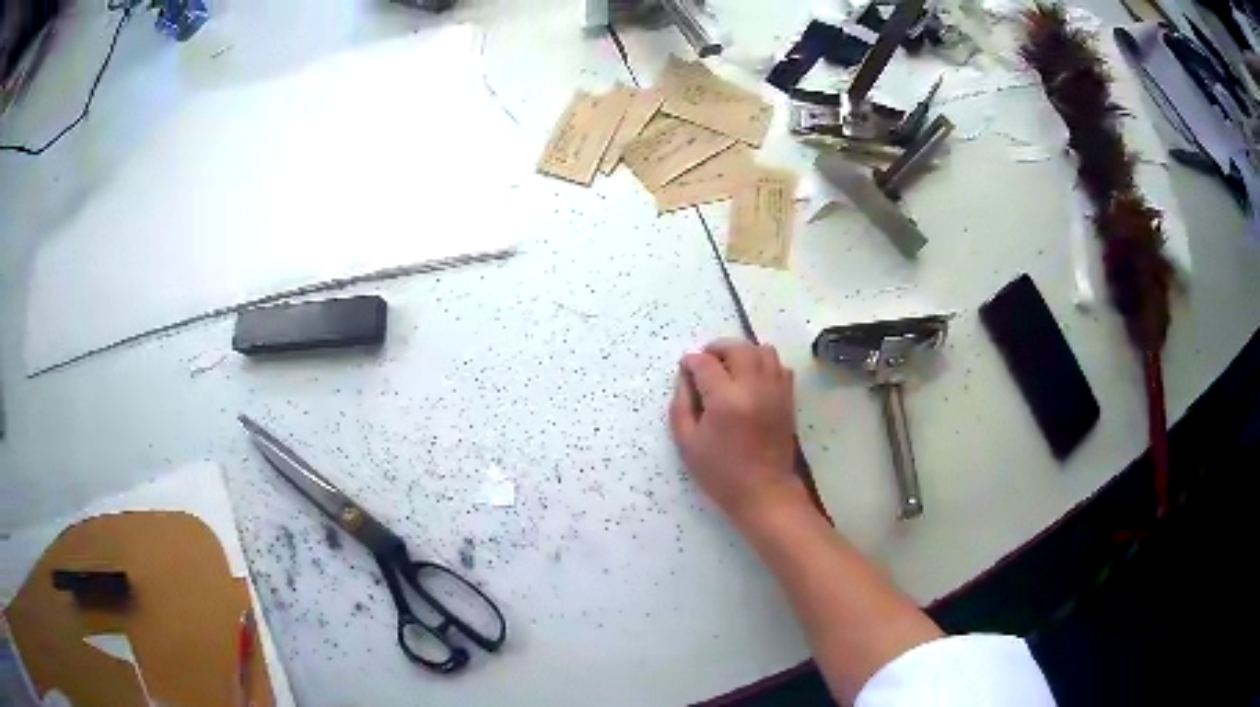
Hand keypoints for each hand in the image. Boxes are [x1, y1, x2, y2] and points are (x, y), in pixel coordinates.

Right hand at [669, 338, 806, 524]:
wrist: (764, 491)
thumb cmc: (720, 472)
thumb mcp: (687, 442)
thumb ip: (681, 404)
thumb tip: (684, 377)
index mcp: (725, 400)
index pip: (705, 363)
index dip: (691, 360)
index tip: (685, 367)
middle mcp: (753, 387)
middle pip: (737, 347)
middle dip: (717, 348)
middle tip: (705, 361)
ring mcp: (775, 390)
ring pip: (762, 350)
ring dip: (743, 352)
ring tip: (730, 367)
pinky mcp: (788, 398)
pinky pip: (779, 366)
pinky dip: (764, 364)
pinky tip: (752, 379)